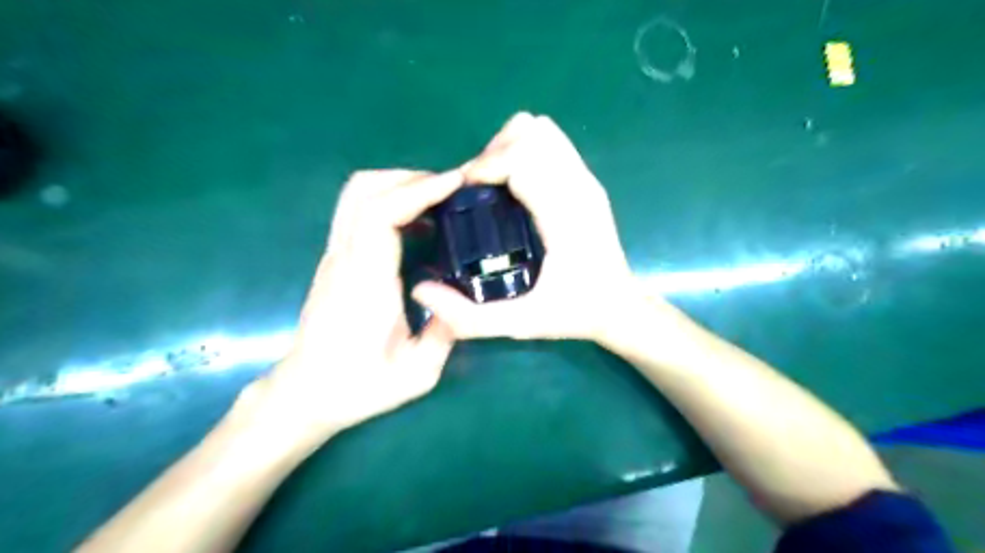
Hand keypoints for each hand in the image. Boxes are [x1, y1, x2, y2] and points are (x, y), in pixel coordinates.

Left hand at [241, 169, 465, 444]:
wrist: (306, 393)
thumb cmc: (360, 386)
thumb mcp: (418, 372)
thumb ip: (446, 332)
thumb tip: (461, 296)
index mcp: (366, 282)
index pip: (382, 214)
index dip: (418, 190)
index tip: (453, 183)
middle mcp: (345, 259)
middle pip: (363, 190)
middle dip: (409, 177)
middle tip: (449, 188)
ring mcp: (334, 257)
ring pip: (355, 195)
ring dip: (396, 185)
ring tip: (434, 199)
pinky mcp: (334, 260)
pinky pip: (356, 212)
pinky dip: (387, 201)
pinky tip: (416, 223)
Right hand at [412, 114, 643, 343]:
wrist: (620, 307)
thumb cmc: (576, 314)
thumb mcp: (522, 324)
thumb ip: (471, 317)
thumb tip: (421, 291)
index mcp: (566, 216)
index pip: (523, 158)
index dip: (485, 166)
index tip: (464, 193)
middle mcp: (579, 187)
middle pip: (530, 133)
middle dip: (493, 153)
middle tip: (476, 189)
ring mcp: (586, 180)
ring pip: (542, 131)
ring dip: (508, 147)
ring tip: (493, 183)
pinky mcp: (587, 180)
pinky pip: (552, 142)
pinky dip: (525, 150)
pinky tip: (514, 185)